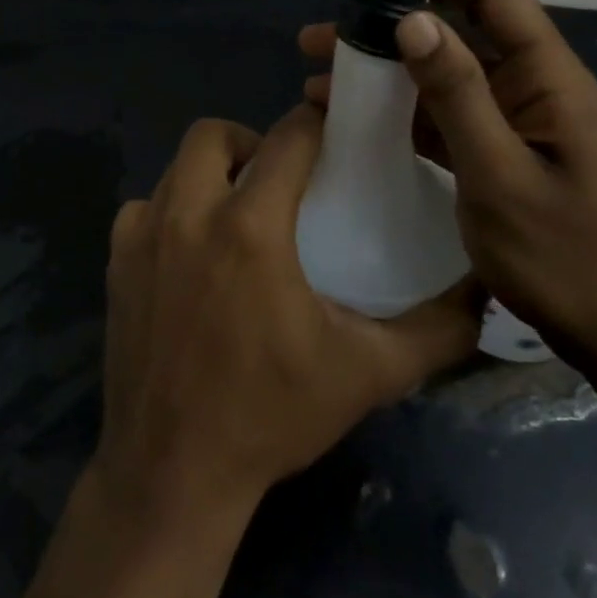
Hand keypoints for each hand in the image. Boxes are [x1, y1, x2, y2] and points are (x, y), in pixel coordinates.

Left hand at [95, 105, 480, 519]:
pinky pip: (144, 207)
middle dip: (250, 141)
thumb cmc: (271, 417)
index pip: (287, 139)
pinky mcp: (114, 262)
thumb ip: (434, 331)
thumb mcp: (366, 374)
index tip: (332, 131)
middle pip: (212, 133)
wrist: (172, 474)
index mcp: (250, 228)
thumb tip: (483, 291)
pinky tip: (193, 253)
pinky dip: (171, 211)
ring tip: (238, 214)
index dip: (314, 123)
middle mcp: (188, 214)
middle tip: (278, 179)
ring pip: (176, 167)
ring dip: (210, 175)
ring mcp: (142, 236)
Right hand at [299, 0, 596, 375]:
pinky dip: (399, 113)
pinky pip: (443, 117)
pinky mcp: (496, 154)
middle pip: (457, 32)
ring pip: (443, 76)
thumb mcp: (501, 175)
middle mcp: (530, 86)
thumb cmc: (566, 257)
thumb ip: (457, 95)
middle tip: (321, 40)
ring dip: (385, 73)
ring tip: (317, 77)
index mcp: (548, 76)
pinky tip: (350, 121)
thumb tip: (413, 19)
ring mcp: (513, 122)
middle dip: (390, 30)